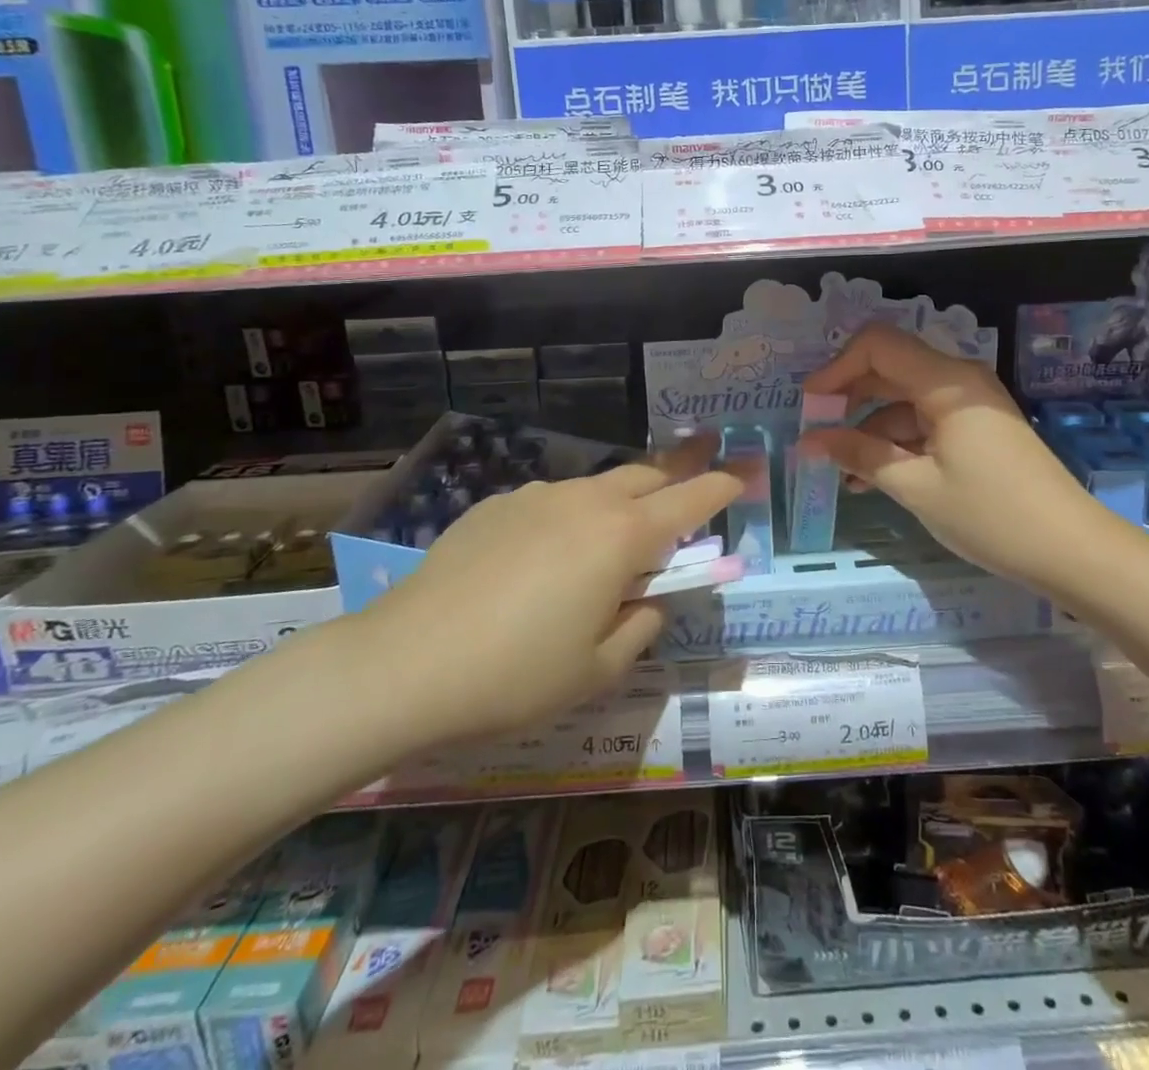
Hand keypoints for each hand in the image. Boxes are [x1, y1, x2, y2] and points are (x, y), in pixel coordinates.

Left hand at [349, 435, 739, 747]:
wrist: (404, 663)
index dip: (723, 484)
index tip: (744, 473)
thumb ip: (641, 625)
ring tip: (615, 536)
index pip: (691, 499)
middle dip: (678, 475)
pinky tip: (545, 557)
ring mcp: (536, 497)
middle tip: (695, 477)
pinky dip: (571, 516)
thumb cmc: (516, 675)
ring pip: (598, 486)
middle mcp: (586, 502)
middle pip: (647, 475)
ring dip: (622, 501)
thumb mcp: (597, 669)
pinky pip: (552, 501)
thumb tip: (652, 599)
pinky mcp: (496, 505)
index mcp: (622, 537)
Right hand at [802, 324, 1092, 590]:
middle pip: (889, 369)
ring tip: (838, 472)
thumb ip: (860, 456)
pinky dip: (895, 444)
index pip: (878, 345)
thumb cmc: (991, 515)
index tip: (810, 404)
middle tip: (816, 435)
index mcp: (946, 382)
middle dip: (848, 399)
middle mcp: (958, 381)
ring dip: (868, 431)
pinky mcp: (975, 430)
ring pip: (903, 401)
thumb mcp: (916, 487)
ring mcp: (969, 406)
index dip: (837, 367)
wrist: (1071, 550)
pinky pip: (923, 423)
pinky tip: (869, 478)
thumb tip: (810, 440)